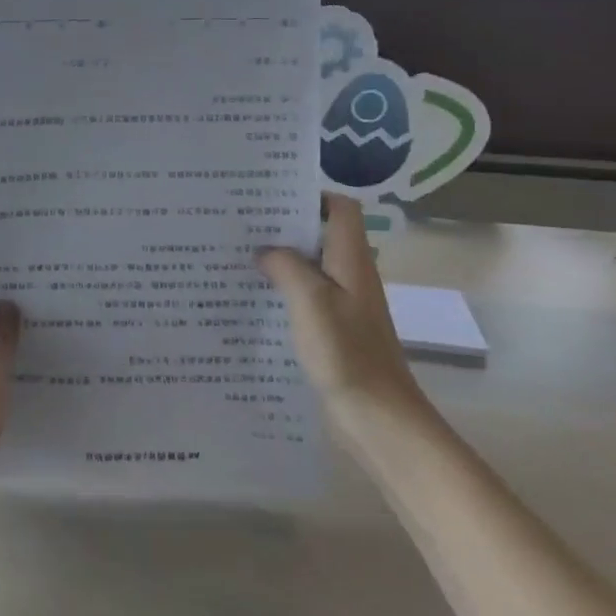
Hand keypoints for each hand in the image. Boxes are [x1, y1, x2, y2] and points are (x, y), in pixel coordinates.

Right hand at [257, 193, 430, 433]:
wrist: (378, 419)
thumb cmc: (347, 353)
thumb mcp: (311, 301)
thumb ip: (286, 266)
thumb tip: (265, 250)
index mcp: (352, 261)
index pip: (341, 209)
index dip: (311, 196)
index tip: (270, 198)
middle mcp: (350, 277)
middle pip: (321, 236)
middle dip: (284, 228)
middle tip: (241, 225)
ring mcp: (343, 307)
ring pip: (309, 269)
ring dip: (279, 262)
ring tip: (237, 258)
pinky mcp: (333, 333)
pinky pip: (305, 301)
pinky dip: (281, 294)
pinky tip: (252, 302)